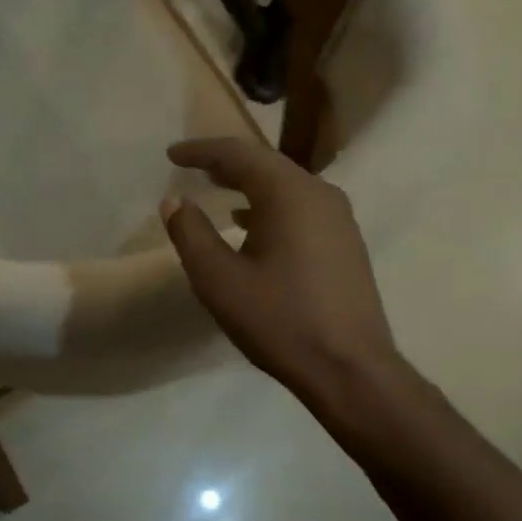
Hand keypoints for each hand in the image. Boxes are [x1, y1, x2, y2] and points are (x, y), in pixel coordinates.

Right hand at [161, 137, 400, 410]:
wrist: (350, 369)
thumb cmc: (279, 320)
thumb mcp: (218, 279)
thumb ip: (190, 233)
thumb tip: (174, 201)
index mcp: (289, 193)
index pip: (238, 154)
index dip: (201, 151)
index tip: (171, 154)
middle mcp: (319, 194)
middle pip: (265, 164)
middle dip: (225, 162)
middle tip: (190, 166)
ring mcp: (338, 218)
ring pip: (285, 185)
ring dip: (247, 183)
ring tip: (215, 188)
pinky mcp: (345, 242)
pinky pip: (300, 206)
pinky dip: (268, 204)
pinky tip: (250, 223)